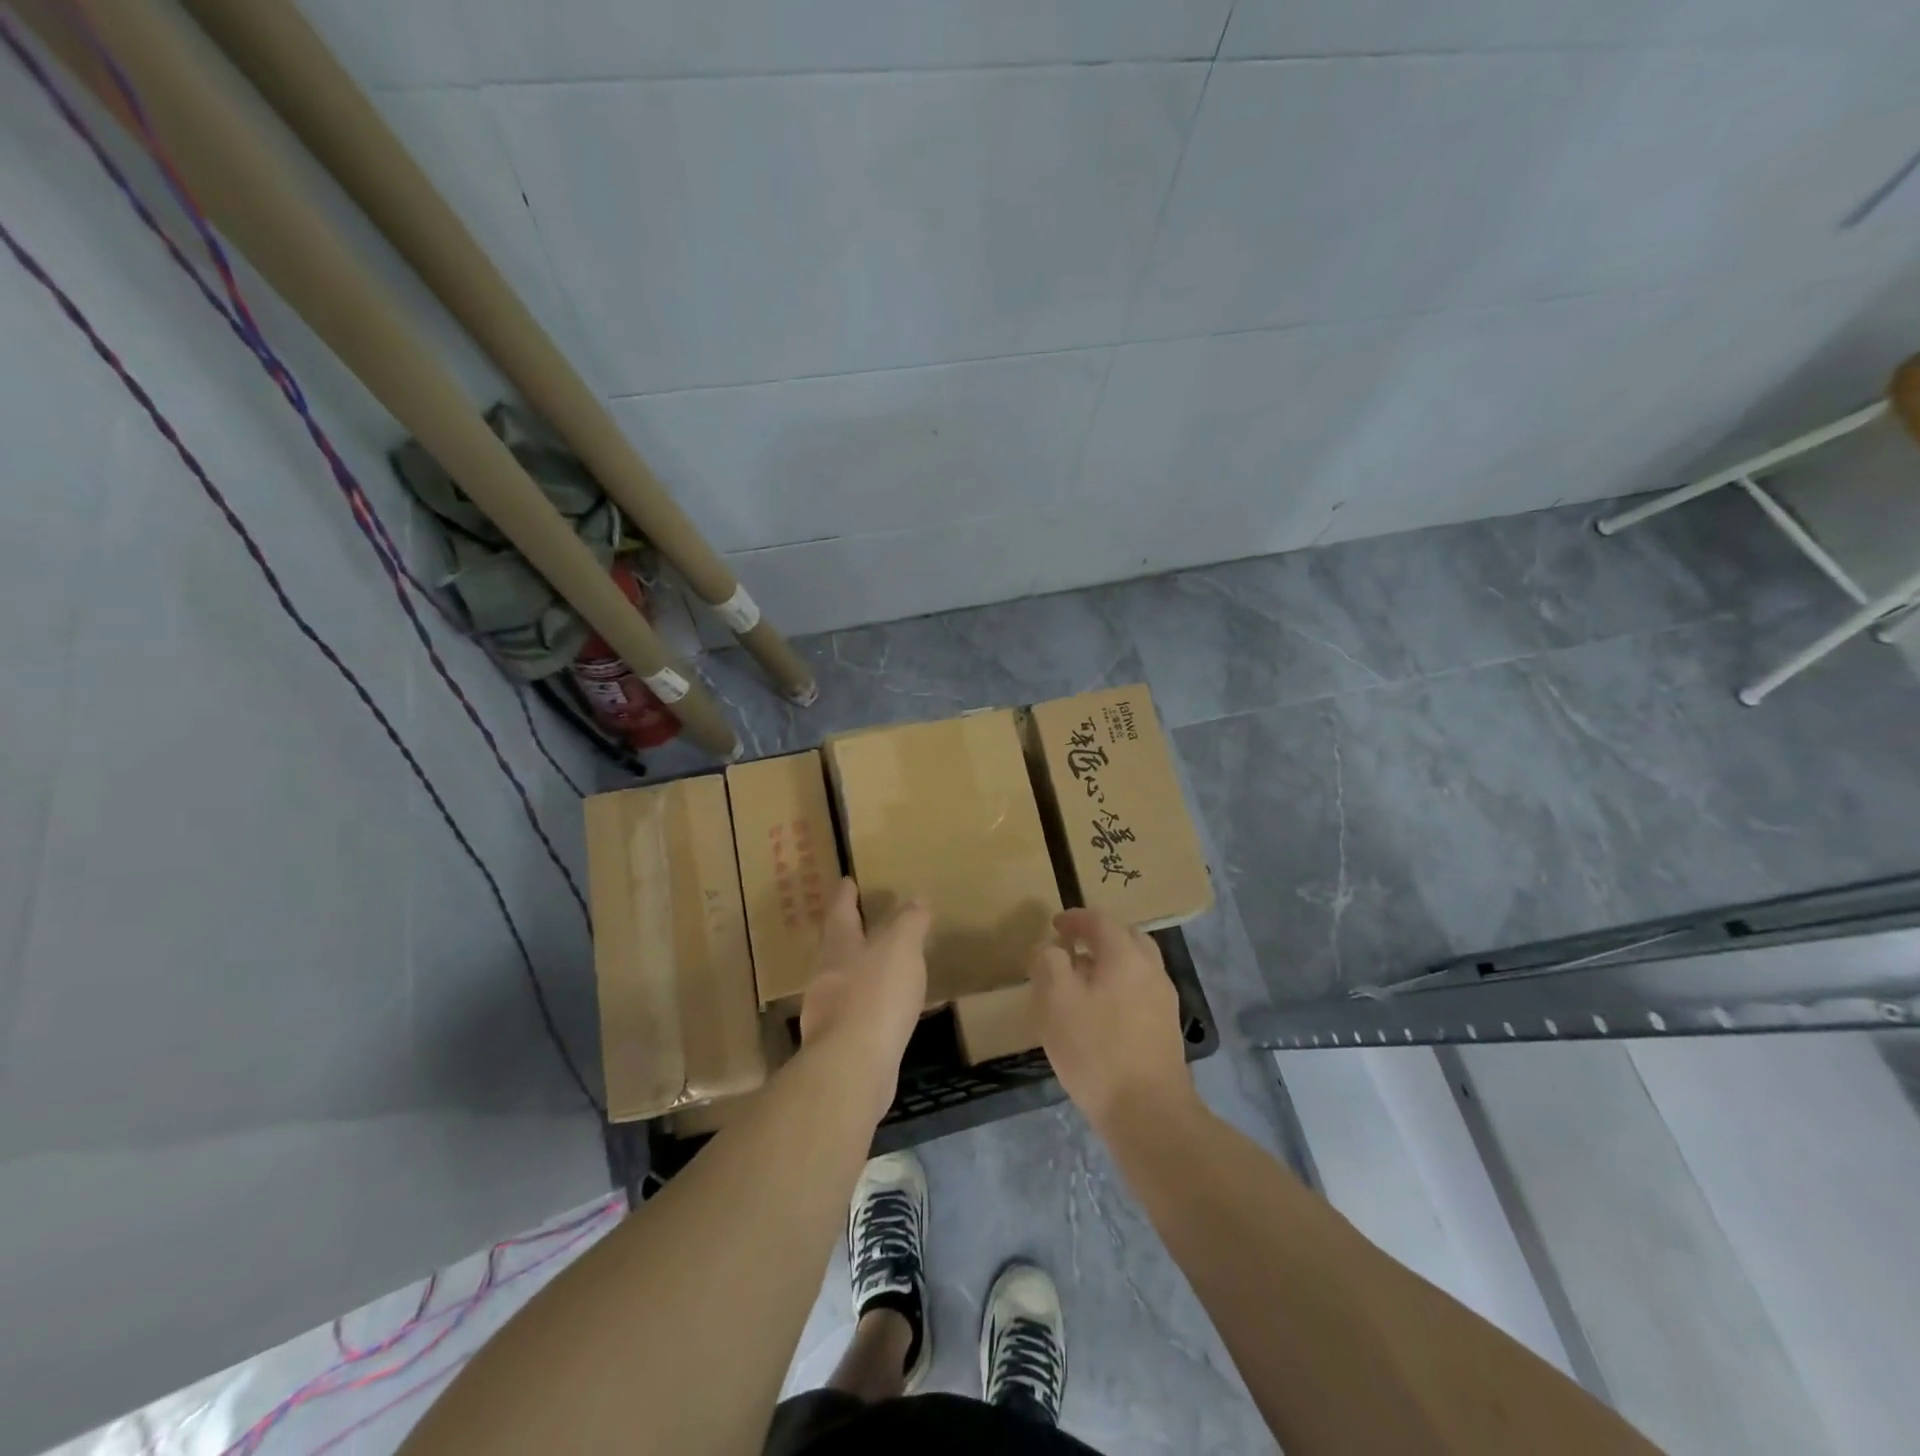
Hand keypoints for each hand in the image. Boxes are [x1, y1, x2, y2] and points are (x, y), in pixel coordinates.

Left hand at [799, 879, 929, 1120]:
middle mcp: (826, 975)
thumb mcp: (901, 947)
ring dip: (861, 970)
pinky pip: (857, 1013)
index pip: (840, 911)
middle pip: (836, 946)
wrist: (852, 1068)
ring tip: (884, 965)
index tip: (847, 880)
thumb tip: (916, 899)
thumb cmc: (875, 995)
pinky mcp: (840, 1044)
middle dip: (850, 933)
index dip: (845, 894)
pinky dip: (871, 1004)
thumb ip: (909, 922)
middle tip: (866, 921)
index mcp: (838, 946)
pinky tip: (888, 1010)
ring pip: (844, 980)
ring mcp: (828, 1013)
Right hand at [1029, 908, 1192, 1131]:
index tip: (1054, 926)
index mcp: (1126, 955)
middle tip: (1071, 947)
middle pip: (1126, 937)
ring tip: (1083, 980)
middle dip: (1098, 936)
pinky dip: (1121, 986)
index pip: (1100, 920)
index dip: (1075, 918)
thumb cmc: (1096, 1050)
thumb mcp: (1056, 1001)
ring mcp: (1164, 1000)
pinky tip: (1101, 1011)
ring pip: (1137, 965)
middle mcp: (1151, 969)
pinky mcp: (1167, 1029)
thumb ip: (1049, 963)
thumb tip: (1050, 948)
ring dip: (1110, 962)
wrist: (1149, 1113)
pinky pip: (1141, 990)